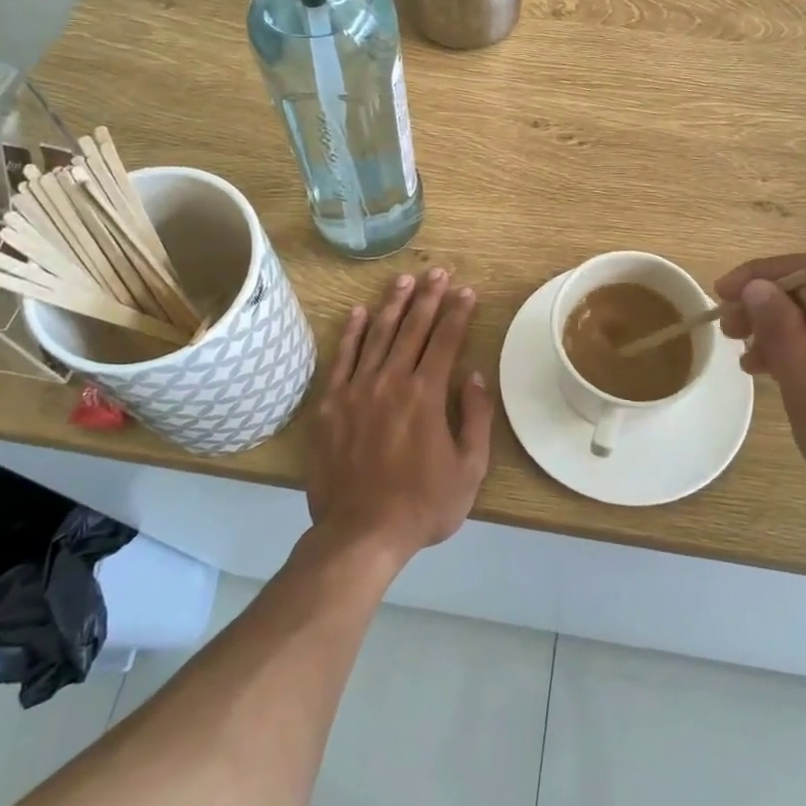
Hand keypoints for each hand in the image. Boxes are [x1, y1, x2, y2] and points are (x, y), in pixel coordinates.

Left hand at [306, 269, 492, 567]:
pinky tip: (359, 312)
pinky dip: (351, 333)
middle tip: (438, 272)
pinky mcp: (330, 404)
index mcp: (426, 395)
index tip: (467, 291)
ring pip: (377, 335)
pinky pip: (342, 358)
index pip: (445, 340)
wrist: (360, 533)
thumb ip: (475, 417)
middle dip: (429, 297)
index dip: (458, 312)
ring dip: (393, 305)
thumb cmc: (422, 505)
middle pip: (412, 329)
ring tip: (404, 280)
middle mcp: (391, 381)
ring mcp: (356, 390)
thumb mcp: (469, 469)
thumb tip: (474, 375)